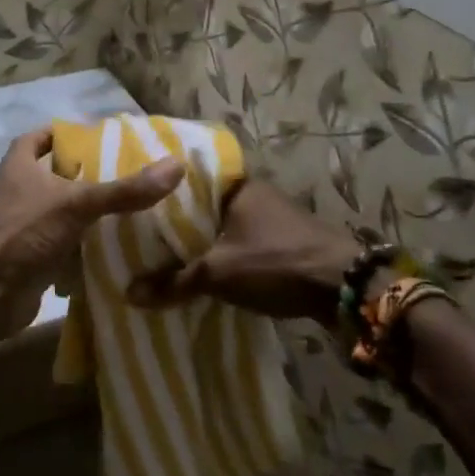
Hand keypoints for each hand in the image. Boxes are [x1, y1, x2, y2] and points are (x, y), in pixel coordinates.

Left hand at [0, 128, 184, 312]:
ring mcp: (23, 225)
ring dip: (89, 212)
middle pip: (56, 174)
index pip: (42, 136)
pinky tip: (117, 245)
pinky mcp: (32, 255)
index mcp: (19, 165)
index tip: (102, 138)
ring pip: (62, 211)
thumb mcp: (77, 204)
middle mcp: (18, 190)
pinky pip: (64, 243)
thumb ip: (125, 189)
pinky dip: (85, 245)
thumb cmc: (25, 233)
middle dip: (89, 175)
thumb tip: (175, 166)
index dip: (68, 134)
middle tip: (129, 174)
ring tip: (132, 208)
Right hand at [129, 178, 353, 321]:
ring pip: (223, 227)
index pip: (187, 181)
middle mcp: (254, 193)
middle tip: (144, 237)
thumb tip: (129, 294)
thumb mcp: (218, 273)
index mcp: (236, 185)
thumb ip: (174, 282)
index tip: (136, 208)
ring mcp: (272, 217)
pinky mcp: (284, 241)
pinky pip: (241, 243)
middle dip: (179, 224)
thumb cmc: (276, 263)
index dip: (161, 195)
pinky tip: (203, 270)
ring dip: (203, 242)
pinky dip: (223, 254)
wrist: (345, 287)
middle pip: (204, 206)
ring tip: (166, 256)